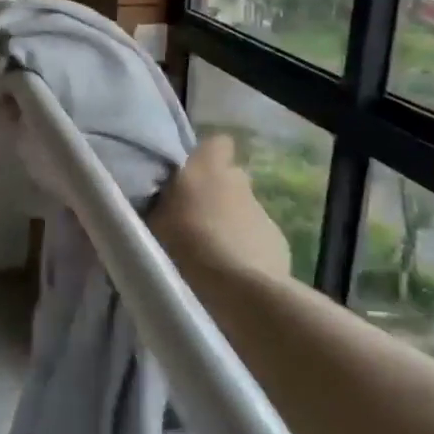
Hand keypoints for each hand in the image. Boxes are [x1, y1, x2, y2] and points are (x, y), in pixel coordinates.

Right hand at [150, 133, 291, 279]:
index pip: (216, 143)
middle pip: (229, 177)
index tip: (188, 176)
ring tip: (210, 252)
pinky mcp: (278, 241)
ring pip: (243, 209)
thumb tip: (165, 199)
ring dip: (229, 223)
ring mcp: (263, 211)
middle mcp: (239, 180)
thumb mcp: (155, 221)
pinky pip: (256, 237)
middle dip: (215, 193)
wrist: (238, 290)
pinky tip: (232, 272)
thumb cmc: (186, 246)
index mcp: (207, 167)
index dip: (205, 157)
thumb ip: (162, 203)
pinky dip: (245, 248)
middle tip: (193, 218)